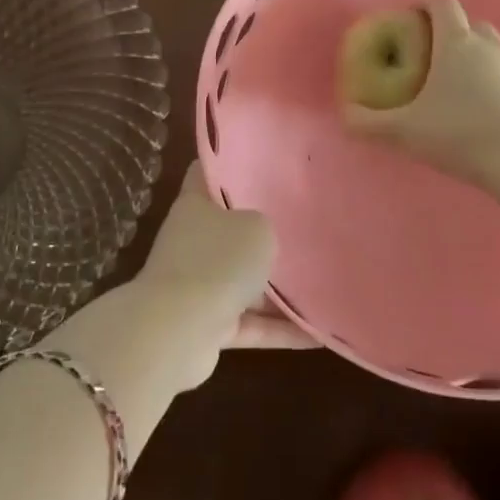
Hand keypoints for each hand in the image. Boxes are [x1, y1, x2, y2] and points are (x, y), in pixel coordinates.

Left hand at [130, 162, 314, 387]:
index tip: (264, 164)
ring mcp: (198, 284)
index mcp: (195, 205)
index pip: (208, 173)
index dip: (231, 165)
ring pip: (244, 281)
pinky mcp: (207, 326)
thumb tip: (266, 238)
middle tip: (306, 226)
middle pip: (231, 231)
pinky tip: (318, 335)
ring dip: (278, 290)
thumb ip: (266, 226)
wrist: (177, 332)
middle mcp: (193, 241)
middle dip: (264, 233)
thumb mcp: (257, 229)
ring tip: (322, 285)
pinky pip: (250, 323)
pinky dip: (279, 330)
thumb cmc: (218, 261)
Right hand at [342, 0, 499, 185]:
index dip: (424, 5)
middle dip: (449, 32)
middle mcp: (488, 46)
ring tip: (452, 85)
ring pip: (491, 49)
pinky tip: (478, 111)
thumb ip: (369, 123)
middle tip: (428, 55)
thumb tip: (344, 116)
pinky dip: (491, 82)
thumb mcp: (405, 131)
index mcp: (456, 43)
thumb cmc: (460, 133)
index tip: (408, 19)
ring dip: (472, 57)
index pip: (443, 4)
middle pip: (470, 23)